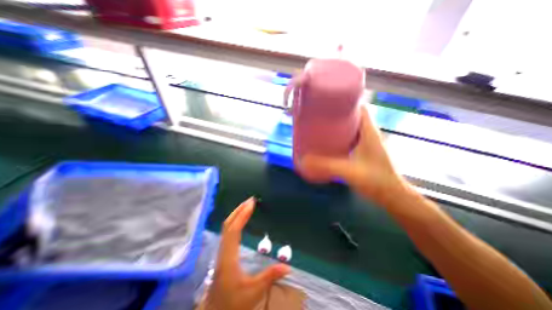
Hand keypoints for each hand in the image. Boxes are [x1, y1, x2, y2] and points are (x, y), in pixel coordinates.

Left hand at [202, 198, 288, 309]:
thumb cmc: (232, 304)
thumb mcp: (253, 293)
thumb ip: (269, 277)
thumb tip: (288, 267)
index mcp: (229, 257)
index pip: (234, 230)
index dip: (243, 215)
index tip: (252, 203)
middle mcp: (223, 250)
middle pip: (228, 225)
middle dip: (238, 210)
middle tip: (250, 200)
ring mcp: (221, 251)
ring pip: (226, 227)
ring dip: (236, 214)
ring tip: (246, 206)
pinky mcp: (223, 253)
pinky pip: (228, 232)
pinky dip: (234, 221)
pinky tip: (240, 221)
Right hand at [300, 106, 406, 203]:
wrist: (393, 197)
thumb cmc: (377, 181)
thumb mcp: (350, 171)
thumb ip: (326, 166)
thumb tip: (304, 160)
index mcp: (369, 131)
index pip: (360, 108)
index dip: (346, 102)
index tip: (330, 102)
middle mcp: (369, 134)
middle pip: (353, 117)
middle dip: (337, 114)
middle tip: (321, 116)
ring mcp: (367, 143)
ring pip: (351, 128)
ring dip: (338, 127)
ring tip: (322, 127)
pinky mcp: (364, 152)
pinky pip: (350, 139)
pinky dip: (340, 138)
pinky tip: (330, 144)